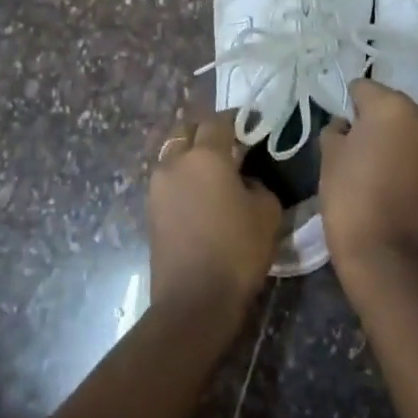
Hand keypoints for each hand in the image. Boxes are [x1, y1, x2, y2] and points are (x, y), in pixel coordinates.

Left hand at [148, 110, 281, 318]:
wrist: (194, 299)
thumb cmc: (237, 250)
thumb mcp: (267, 212)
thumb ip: (257, 184)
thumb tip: (242, 181)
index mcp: (205, 156)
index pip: (219, 121)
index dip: (236, 119)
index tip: (249, 124)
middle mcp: (174, 162)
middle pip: (185, 130)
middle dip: (205, 130)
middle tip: (227, 143)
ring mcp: (157, 186)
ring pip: (172, 154)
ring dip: (190, 154)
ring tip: (212, 170)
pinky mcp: (150, 210)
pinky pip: (168, 180)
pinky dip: (182, 178)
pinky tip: (200, 194)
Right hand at [320, 79, 417, 285]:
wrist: (392, 258)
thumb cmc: (352, 201)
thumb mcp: (329, 160)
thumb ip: (336, 131)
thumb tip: (346, 125)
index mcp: (393, 106)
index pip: (363, 88)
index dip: (348, 105)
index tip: (340, 128)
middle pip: (393, 106)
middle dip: (376, 120)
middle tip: (357, 146)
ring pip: (412, 129)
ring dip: (397, 139)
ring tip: (377, 165)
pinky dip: (411, 158)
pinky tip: (394, 180)